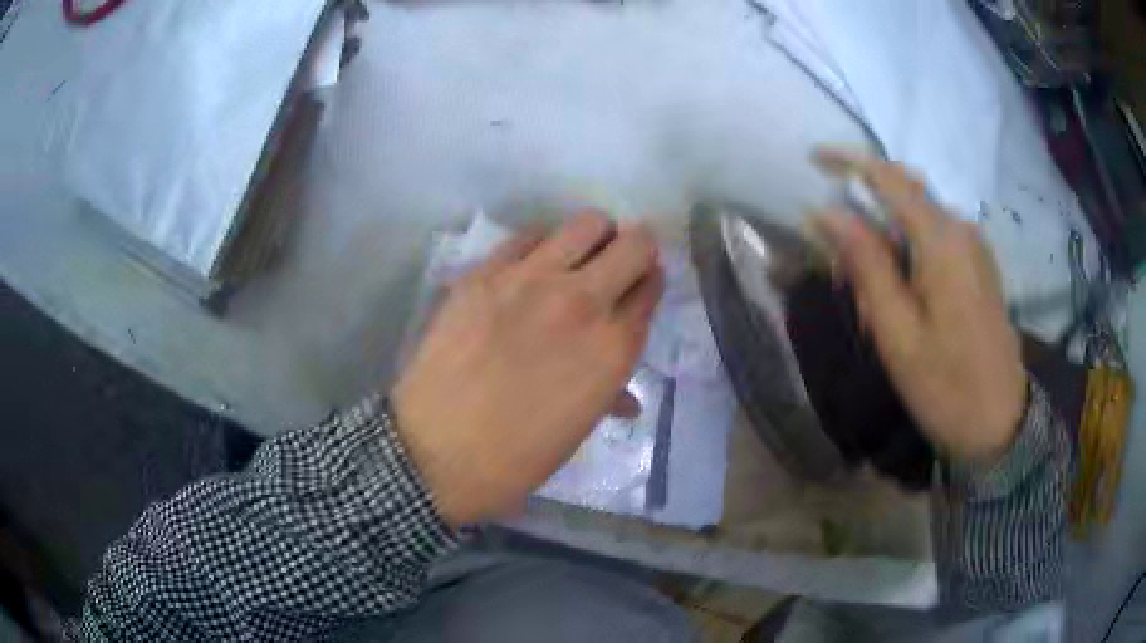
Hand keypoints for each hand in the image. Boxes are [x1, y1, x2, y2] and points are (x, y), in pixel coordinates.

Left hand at [391, 213, 663, 526]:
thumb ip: (608, 394)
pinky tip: (529, 270)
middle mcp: (583, 301)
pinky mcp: (486, 273)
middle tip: (617, 266)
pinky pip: (528, 237)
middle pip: (635, 243)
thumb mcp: (577, 429)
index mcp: (614, 347)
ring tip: (576, 260)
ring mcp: (531, 280)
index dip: (648, 284)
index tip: (638, 289)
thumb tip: (625, 398)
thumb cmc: (516, 457)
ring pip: (587, 224)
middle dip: (635, 250)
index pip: (651, 288)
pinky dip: (541, 246)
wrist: (437, 453)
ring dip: (593, 238)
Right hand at [814, 150, 1027, 464]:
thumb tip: (826, 211)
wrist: (1001, 424)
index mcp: (942, 240)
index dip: (849, 161)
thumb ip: (866, 264)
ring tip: (870, 295)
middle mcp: (961, 230)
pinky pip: (937, 238)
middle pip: (905, 193)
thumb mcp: (897, 333)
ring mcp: (975, 248)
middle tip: (840, 259)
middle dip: (867, 209)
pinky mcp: (980, 267)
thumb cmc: (946, 385)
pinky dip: (908, 251)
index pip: (889, 177)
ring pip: (919, 219)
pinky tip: (901, 295)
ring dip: (887, 238)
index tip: (813, 160)